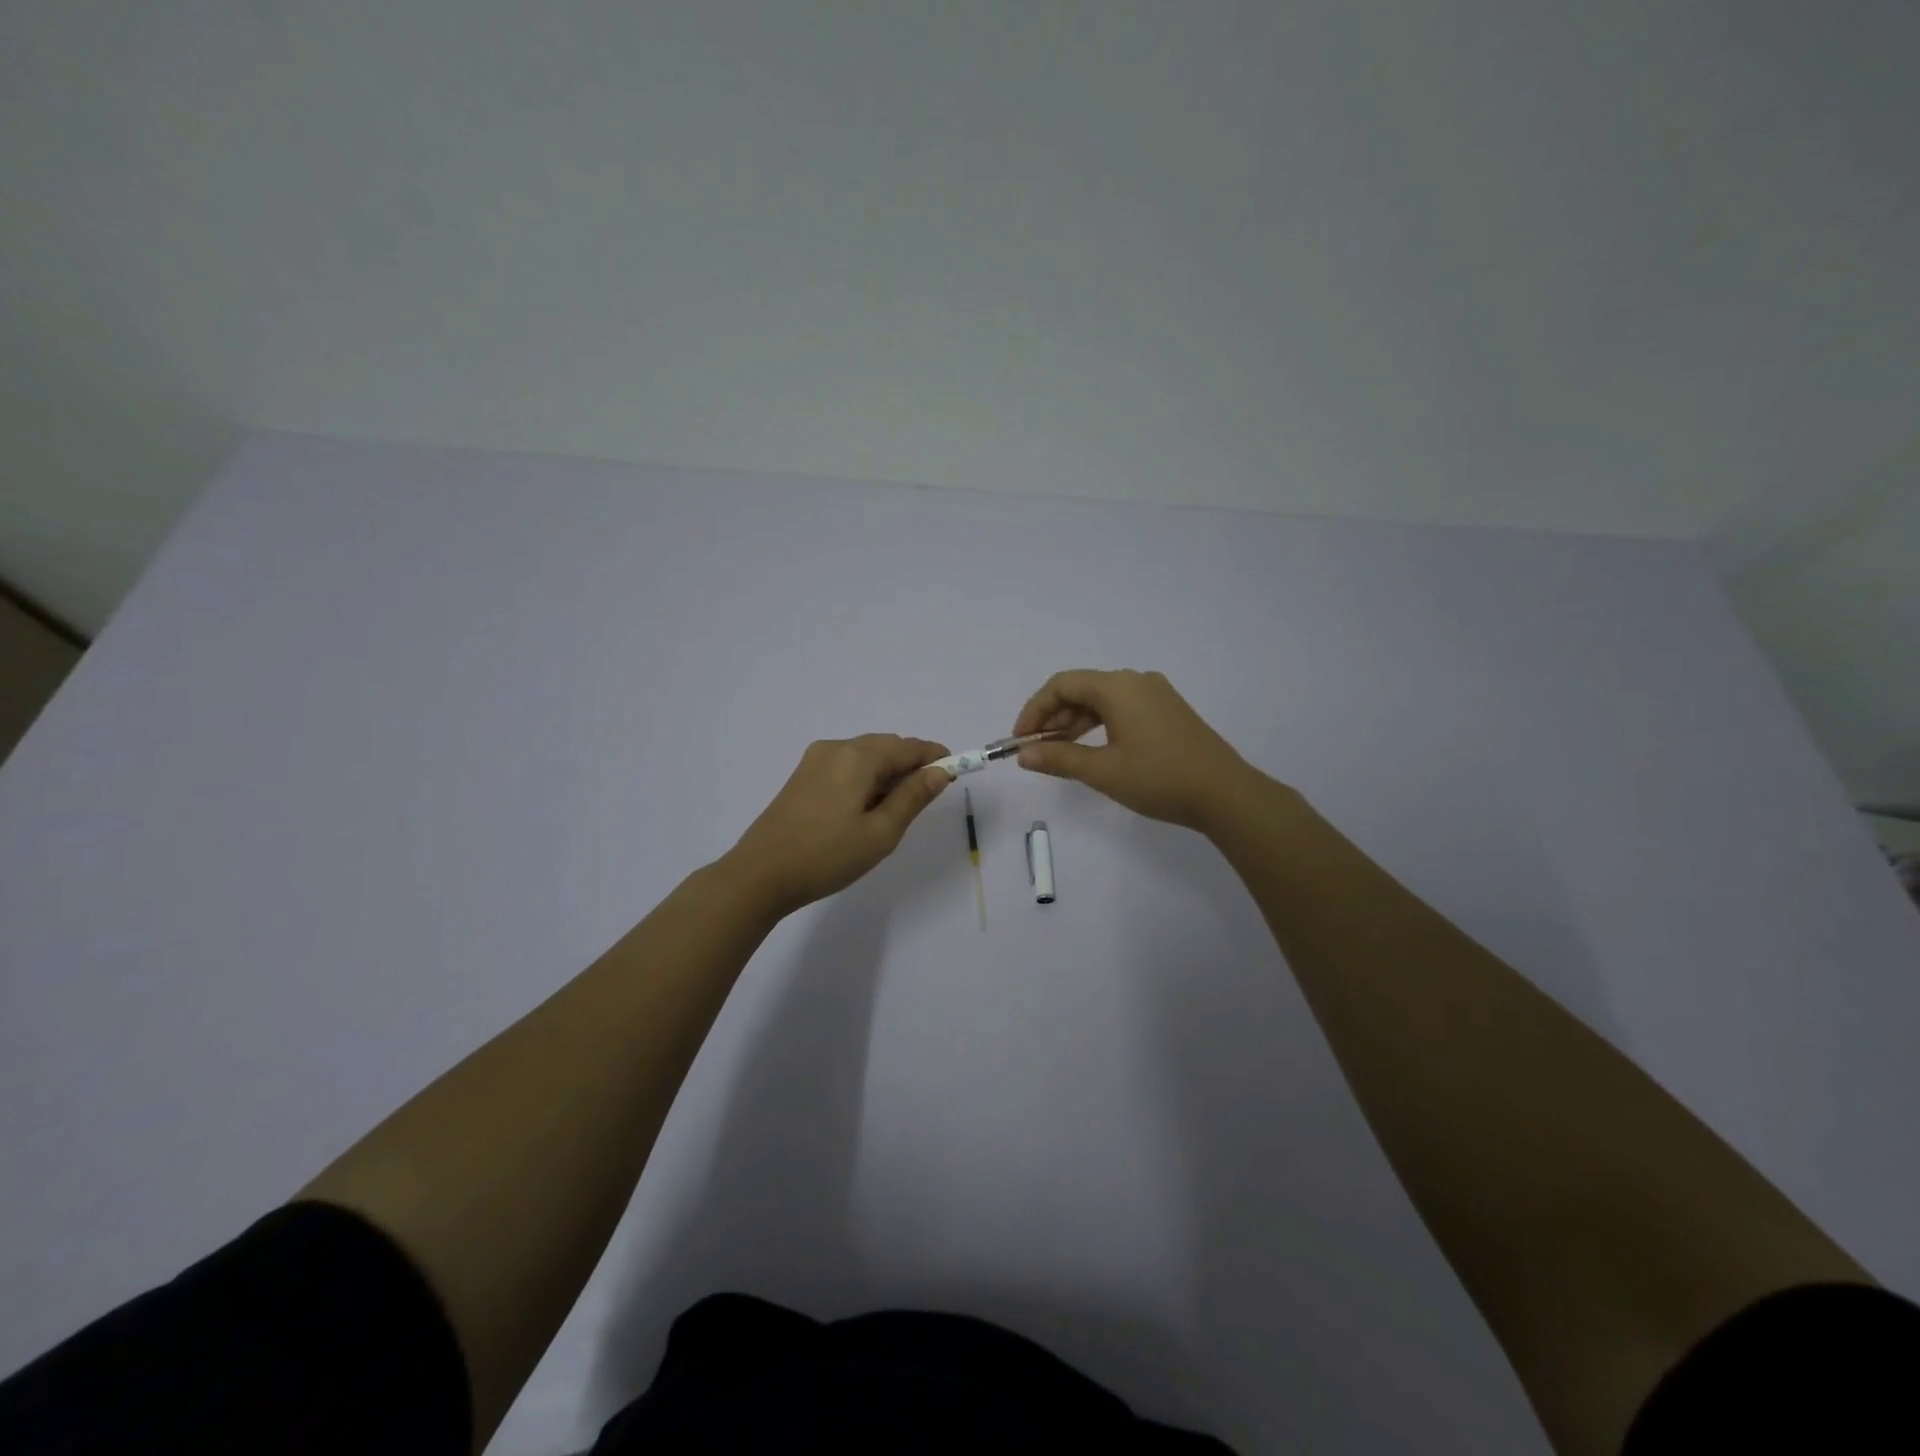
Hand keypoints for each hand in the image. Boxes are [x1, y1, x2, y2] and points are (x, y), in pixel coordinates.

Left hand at [720, 735, 952, 915]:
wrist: (759, 875)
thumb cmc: (827, 856)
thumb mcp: (881, 832)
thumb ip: (913, 797)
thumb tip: (940, 771)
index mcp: (858, 756)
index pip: (909, 746)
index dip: (935, 757)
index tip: (954, 775)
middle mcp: (836, 748)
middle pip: (886, 747)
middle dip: (910, 766)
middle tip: (924, 800)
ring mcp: (815, 760)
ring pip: (865, 756)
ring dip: (887, 774)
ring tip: (893, 811)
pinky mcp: (802, 776)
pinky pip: (846, 766)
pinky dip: (865, 778)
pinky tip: (864, 809)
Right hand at [1012, 669, 1267, 831]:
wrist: (1226, 794)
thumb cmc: (1159, 778)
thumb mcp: (1103, 771)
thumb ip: (1059, 759)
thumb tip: (1024, 755)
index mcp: (1118, 686)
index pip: (1062, 685)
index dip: (1034, 710)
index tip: (1020, 740)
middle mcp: (1136, 681)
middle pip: (1081, 689)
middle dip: (1053, 717)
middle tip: (1036, 750)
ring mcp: (1156, 694)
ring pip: (1102, 700)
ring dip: (1075, 722)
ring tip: (1058, 752)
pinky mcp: (1168, 711)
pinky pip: (1122, 708)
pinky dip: (1099, 724)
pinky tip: (1092, 749)